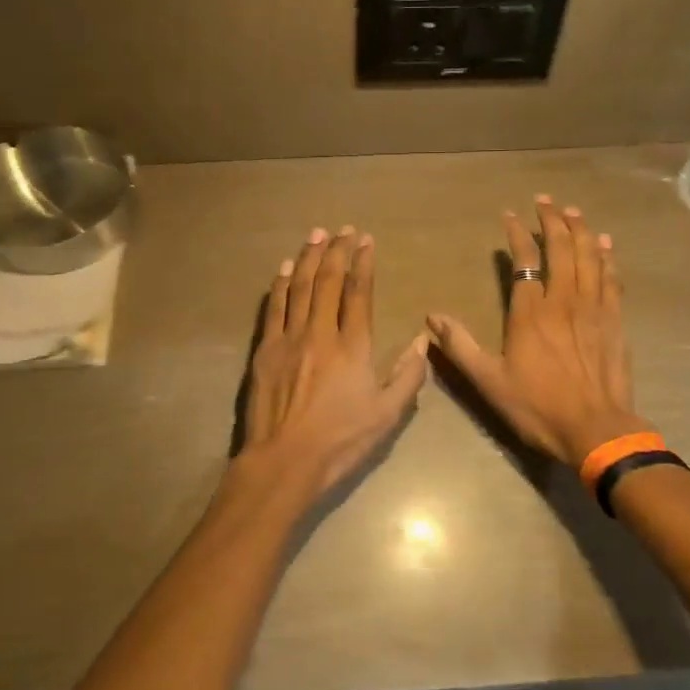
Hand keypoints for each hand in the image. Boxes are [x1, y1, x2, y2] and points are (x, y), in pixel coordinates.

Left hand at [240, 226, 428, 496]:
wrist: (284, 460)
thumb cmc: (340, 441)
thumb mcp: (387, 415)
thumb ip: (408, 376)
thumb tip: (424, 340)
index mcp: (353, 347)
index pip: (359, 293)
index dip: (363, 263)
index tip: (365, 240)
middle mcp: (321, 333)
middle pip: (329, 282)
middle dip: (337, 251)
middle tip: (342, 229)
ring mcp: (289, 339)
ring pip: (301, 288)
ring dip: (309, 258)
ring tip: (316, 235)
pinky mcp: (265, 350)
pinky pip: (274, 308)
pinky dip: (281, 284)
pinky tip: (286, 268)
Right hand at [428, 196, 648, 467]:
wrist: (597, 429)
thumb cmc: (538, 407)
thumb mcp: (489, 381)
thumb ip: (460, 346)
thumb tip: (432, 317)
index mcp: (531, 313)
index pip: (525, 261)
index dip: (517, 234)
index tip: (510, 216)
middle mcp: (564, 301)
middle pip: (562, 249)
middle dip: (553, 220)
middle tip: (546, 200)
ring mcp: (594, 309)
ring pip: (590, 257)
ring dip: (581, 230)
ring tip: (573, 211)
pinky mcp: (615, 321)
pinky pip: (612, 279)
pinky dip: (608, 257)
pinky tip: (606, 244)